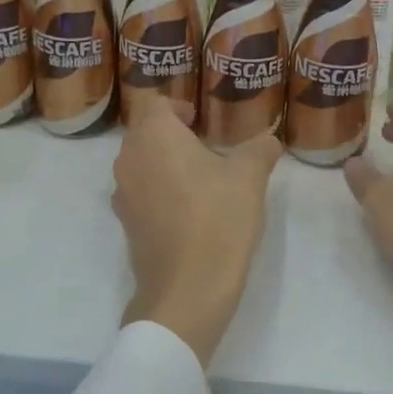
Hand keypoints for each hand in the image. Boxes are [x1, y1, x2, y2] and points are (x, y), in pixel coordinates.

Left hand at [113, 94, 282, 367]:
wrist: (187, 290)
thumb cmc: (218, 219)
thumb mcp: (250, 177)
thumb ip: (260, 149)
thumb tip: (269, 139)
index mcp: (155, 136)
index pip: (156, 103)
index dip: (178, 106)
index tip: (201, 121)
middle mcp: (129, 158)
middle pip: (144, 132)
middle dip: (171, 134)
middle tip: (206, 147)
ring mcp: (123, 193)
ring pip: (140, 162)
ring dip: (163, 163)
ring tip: (200, 179)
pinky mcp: (125, 224)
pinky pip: (139, 192)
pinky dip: (158, 191)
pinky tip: (188, 210)